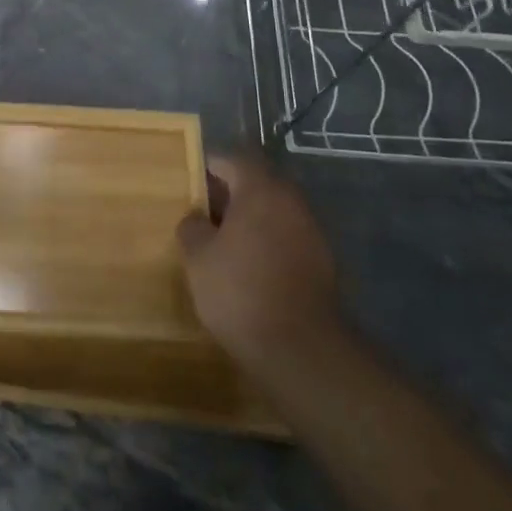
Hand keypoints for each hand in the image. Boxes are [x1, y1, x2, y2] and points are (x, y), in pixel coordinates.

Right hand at [176, 154, 346, 371]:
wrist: (300, 349)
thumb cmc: (240, 291)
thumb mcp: (198, 257)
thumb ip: (192, 226)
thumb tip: (196, 217)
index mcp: (261, 189)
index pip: (231, 161)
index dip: (208, 168)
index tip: (188, 183)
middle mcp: (291, 201)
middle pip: (255, 185)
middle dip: (228, 196)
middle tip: (201, 215)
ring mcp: (311, 231)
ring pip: (273, 213)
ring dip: (250, 221)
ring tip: (222, 245)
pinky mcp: (322, 262)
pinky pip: (287, 238)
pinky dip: (268, 244)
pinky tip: (249, 269)